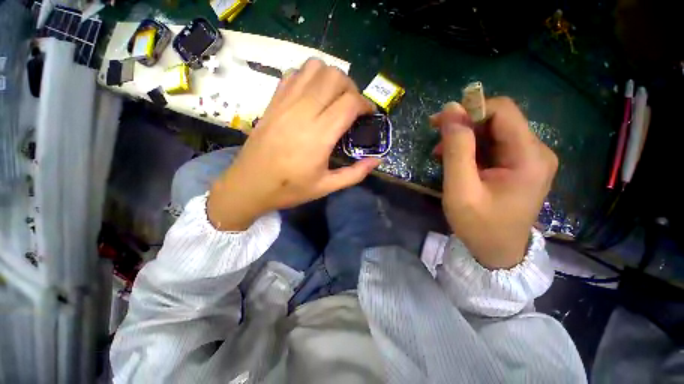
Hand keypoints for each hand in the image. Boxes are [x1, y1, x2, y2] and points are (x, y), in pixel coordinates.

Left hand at [208, 59, 379, 230]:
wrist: (249, 185)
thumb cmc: (290, 189)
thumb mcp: (327, 187)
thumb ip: (355, 174)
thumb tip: (377, 160)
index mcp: (319, 136)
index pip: (349, 102)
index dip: (366, 104)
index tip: (369, 114)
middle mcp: (303, 113)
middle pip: (335, 77)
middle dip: (351, 88)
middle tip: (353, 107)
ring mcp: (285, 103)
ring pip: (315, 68)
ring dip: (331, 78)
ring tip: (334, 98)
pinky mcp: (273, 102)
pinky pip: (294, 74)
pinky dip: (309, 77)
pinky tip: (312, 96)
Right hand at [431, 98, 557, 268]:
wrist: (498, 252)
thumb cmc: (479, 225)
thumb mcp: (460, 189)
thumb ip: (457, 149)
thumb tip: (451, 109)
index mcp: (528, 157)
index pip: (503, 110)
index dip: (470, 109)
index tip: (440, 122)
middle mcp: (536, 152)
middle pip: (498, 120)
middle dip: (464, 126)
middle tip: (437, 142)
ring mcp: (530, 159)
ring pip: (494, 132)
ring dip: (465, 138)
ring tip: (442, 154)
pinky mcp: (520, 166)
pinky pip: (494, 146)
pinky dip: (472, 149)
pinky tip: (456, 161)